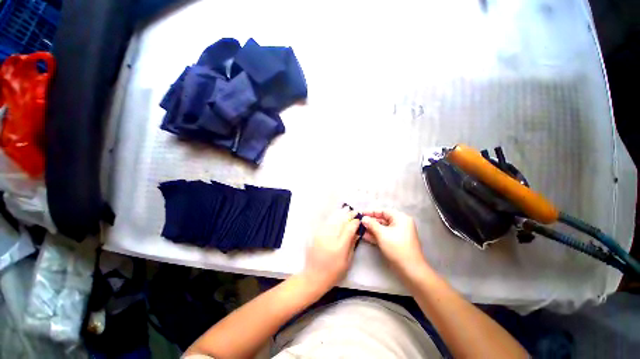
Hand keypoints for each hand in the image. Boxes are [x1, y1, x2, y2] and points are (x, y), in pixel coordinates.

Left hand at [302, 206, 359, 290]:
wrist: (313, 276)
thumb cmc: (333, 272)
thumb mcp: (347, 262)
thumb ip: (352, 245)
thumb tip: (356, 233)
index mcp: (340, 246)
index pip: (349, 228)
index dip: (355, 222)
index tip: (359, 219)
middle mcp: (331, 237)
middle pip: (341, 221)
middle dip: (348, 215)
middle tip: (354, 211)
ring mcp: (322, 235)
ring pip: (333, 220)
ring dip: (340, 213)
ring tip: (346, 209)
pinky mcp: (316, 235)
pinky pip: (326, 223)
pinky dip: (332, 217)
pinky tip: (336, 215)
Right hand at [361, 209, 428, 274]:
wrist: (411, 270)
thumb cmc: (397, 248)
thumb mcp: (382, 234)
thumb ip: (371, 224)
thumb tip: (363, 218)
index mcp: (400, 218)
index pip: (383, 211)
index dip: (371, 212)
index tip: (360, 213)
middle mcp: (400, 224)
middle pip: (382, 219)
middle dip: (370, 221)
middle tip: (358, 222)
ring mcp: (398, 234)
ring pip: (382, 228)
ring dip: (371, 229)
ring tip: (359, 229)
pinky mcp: (395, 242)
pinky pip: (384, 235)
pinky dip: (375, 235)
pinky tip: (364, 236)